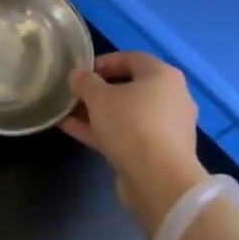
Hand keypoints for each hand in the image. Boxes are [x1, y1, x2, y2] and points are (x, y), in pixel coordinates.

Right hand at [62, 52, 208, 237]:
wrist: (159, 181)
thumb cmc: (132, 126)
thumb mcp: (100, 98)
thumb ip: (85, 82)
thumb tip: (77, 74)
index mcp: (163, 76)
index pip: (131, 58)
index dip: (103, 62)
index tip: (80, 72)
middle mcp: (171, 98)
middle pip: (129, 88)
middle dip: (98, 91)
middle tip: (74, 95)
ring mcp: (166, 127)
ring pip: (126, 113)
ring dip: (97, 113)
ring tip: (67, 114)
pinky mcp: (158, 152)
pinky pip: (127, 134)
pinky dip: (104, 131)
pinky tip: (74, 130)